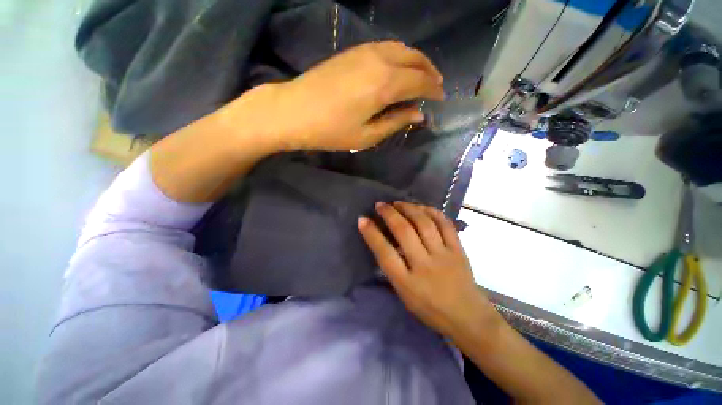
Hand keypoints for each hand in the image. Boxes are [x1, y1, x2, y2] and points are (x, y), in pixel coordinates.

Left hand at [223, 41, 444, 151]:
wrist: (294, 111)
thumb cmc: (331, 130)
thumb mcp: (367, 135)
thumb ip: (396, 122)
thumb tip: (419, 115)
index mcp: (386, 85)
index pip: (421, 82)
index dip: (434, 91)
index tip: (441, 99)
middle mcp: (380, 61)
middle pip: (416, 60)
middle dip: (430, 73)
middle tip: (437, 86)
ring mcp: (365, 52)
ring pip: (403, 49)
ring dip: (417, 61)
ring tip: (422, 76)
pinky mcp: (354, 51)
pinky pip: (387, 48)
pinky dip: (401, 56)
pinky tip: (399, 68)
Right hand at [357, 202, 494, 338]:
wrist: (468, 317)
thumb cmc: (430, 309)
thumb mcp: (404, 295)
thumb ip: (393, 269)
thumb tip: (383, 243)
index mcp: (407, 282)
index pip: (385, 253)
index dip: (371, 234)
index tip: (362, 219)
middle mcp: (424, 265)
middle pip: (404, 232)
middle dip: (390, 214)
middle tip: (381, 205)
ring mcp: (443, 256)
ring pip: (424, 224)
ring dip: (409, 209)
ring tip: (399, 203)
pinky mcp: (458, 250)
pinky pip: (445, 225)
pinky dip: (432, 212)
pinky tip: (422, 207)